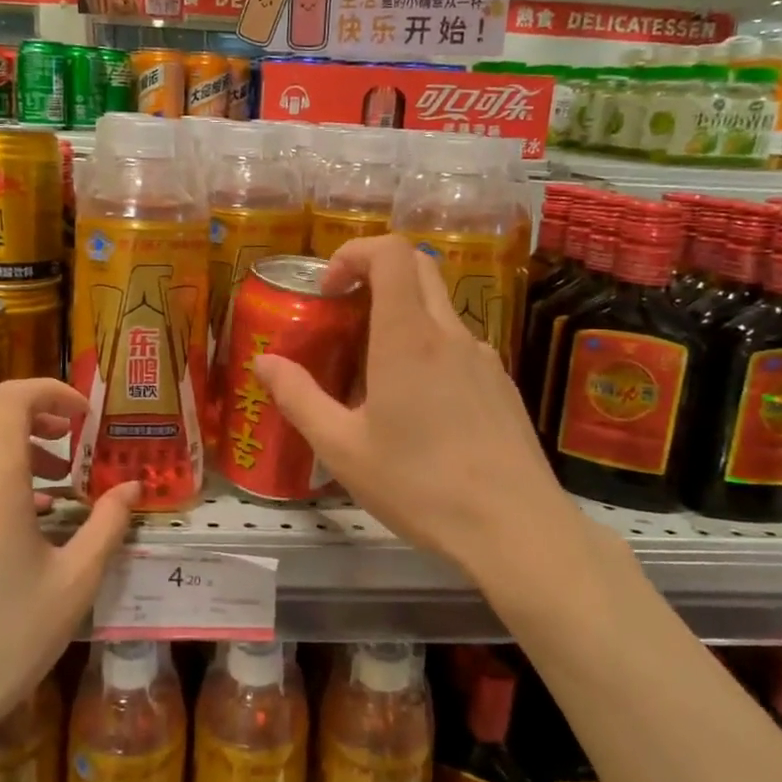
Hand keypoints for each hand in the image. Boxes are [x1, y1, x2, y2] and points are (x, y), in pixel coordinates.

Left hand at [0, 379, 139, 763]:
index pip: (11, 399)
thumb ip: (107, 525)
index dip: (51, 391)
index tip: (83, 417)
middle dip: (27, 408)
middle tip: (65, 439)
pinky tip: (18, 520)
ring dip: (7, 441)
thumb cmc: (7, 641)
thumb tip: (132, 488)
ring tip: (51, 483)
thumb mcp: (75, 583)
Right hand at [251, 234, 580, 590]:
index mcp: (408, 337)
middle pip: (419, 268)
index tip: (330, 289)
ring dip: (402, 317)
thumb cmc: (420, 486)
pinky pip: (459, 347)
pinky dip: (428, 350)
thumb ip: (298, 398)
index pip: (392, 252)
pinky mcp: (502, 385)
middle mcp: (451, 334)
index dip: (355, 252)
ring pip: (439, 310)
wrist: (516, 529)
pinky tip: (417, 409)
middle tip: (345, 316)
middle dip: (376, 274)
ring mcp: (484, 358)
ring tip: (374, 375)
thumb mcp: (342, 448)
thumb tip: (265, 362)